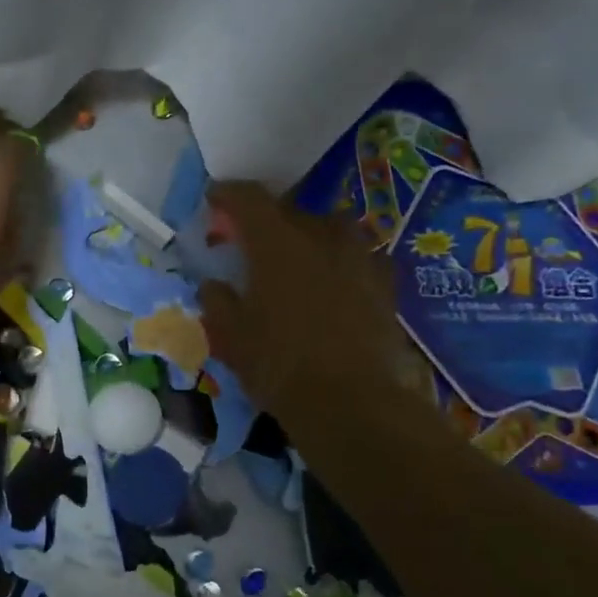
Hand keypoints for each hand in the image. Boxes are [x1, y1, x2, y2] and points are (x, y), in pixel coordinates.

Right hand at [198, 182, 421, 421]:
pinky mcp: (384, 283)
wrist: (351, 402)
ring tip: (293, 260)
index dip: (227, 194)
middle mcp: (320, 237)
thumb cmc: (278, 364)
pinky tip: (329, 283)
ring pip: (327, 229)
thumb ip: (217, 300)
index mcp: (277, 243)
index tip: (213, 200)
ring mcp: (359, 257)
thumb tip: (214, 284)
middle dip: (264, 221)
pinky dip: (336, 261)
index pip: (248, 199)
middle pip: (288, 211)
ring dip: (305, 236)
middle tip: (247, 242)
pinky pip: (355, 256)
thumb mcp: (229, 335)